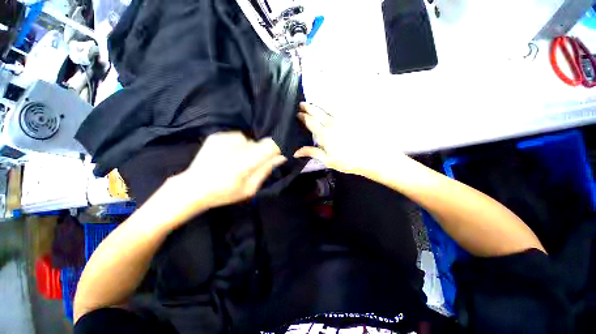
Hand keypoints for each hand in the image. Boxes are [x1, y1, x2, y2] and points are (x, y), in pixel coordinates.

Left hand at [173, 132, 285, 210]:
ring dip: (248, 151)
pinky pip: (237, 138)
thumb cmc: (223, 193)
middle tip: (250, 167)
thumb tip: (281, 157)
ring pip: (249, 141)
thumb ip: (266, 170)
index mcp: (244, 162)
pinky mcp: (217, 136)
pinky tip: (227, 156)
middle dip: (260, 154)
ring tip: (236, 162)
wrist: (192, 187)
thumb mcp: (250, 188)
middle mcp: (236, 146)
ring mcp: (224, 138)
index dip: (277, 149)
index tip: (277, 156)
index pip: (271, 145)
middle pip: (260, 144)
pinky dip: (237, 146)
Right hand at [295, 103, 394, 176]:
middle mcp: (331, 123)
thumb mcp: (327, 160)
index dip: (302, 117)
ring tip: (313, 102)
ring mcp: (342, 119)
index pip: (310, 122)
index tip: (297, 113)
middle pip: (317, 112)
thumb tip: (296, 152)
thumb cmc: (347, 161)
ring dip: (318, 104)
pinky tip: (331, 104)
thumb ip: (311, 153)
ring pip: (327, 107)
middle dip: (308, 107)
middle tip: (302, 103)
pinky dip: (332, 105)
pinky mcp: (352, 117)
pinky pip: (340, 108)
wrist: (370, 157)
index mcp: (324, 134)